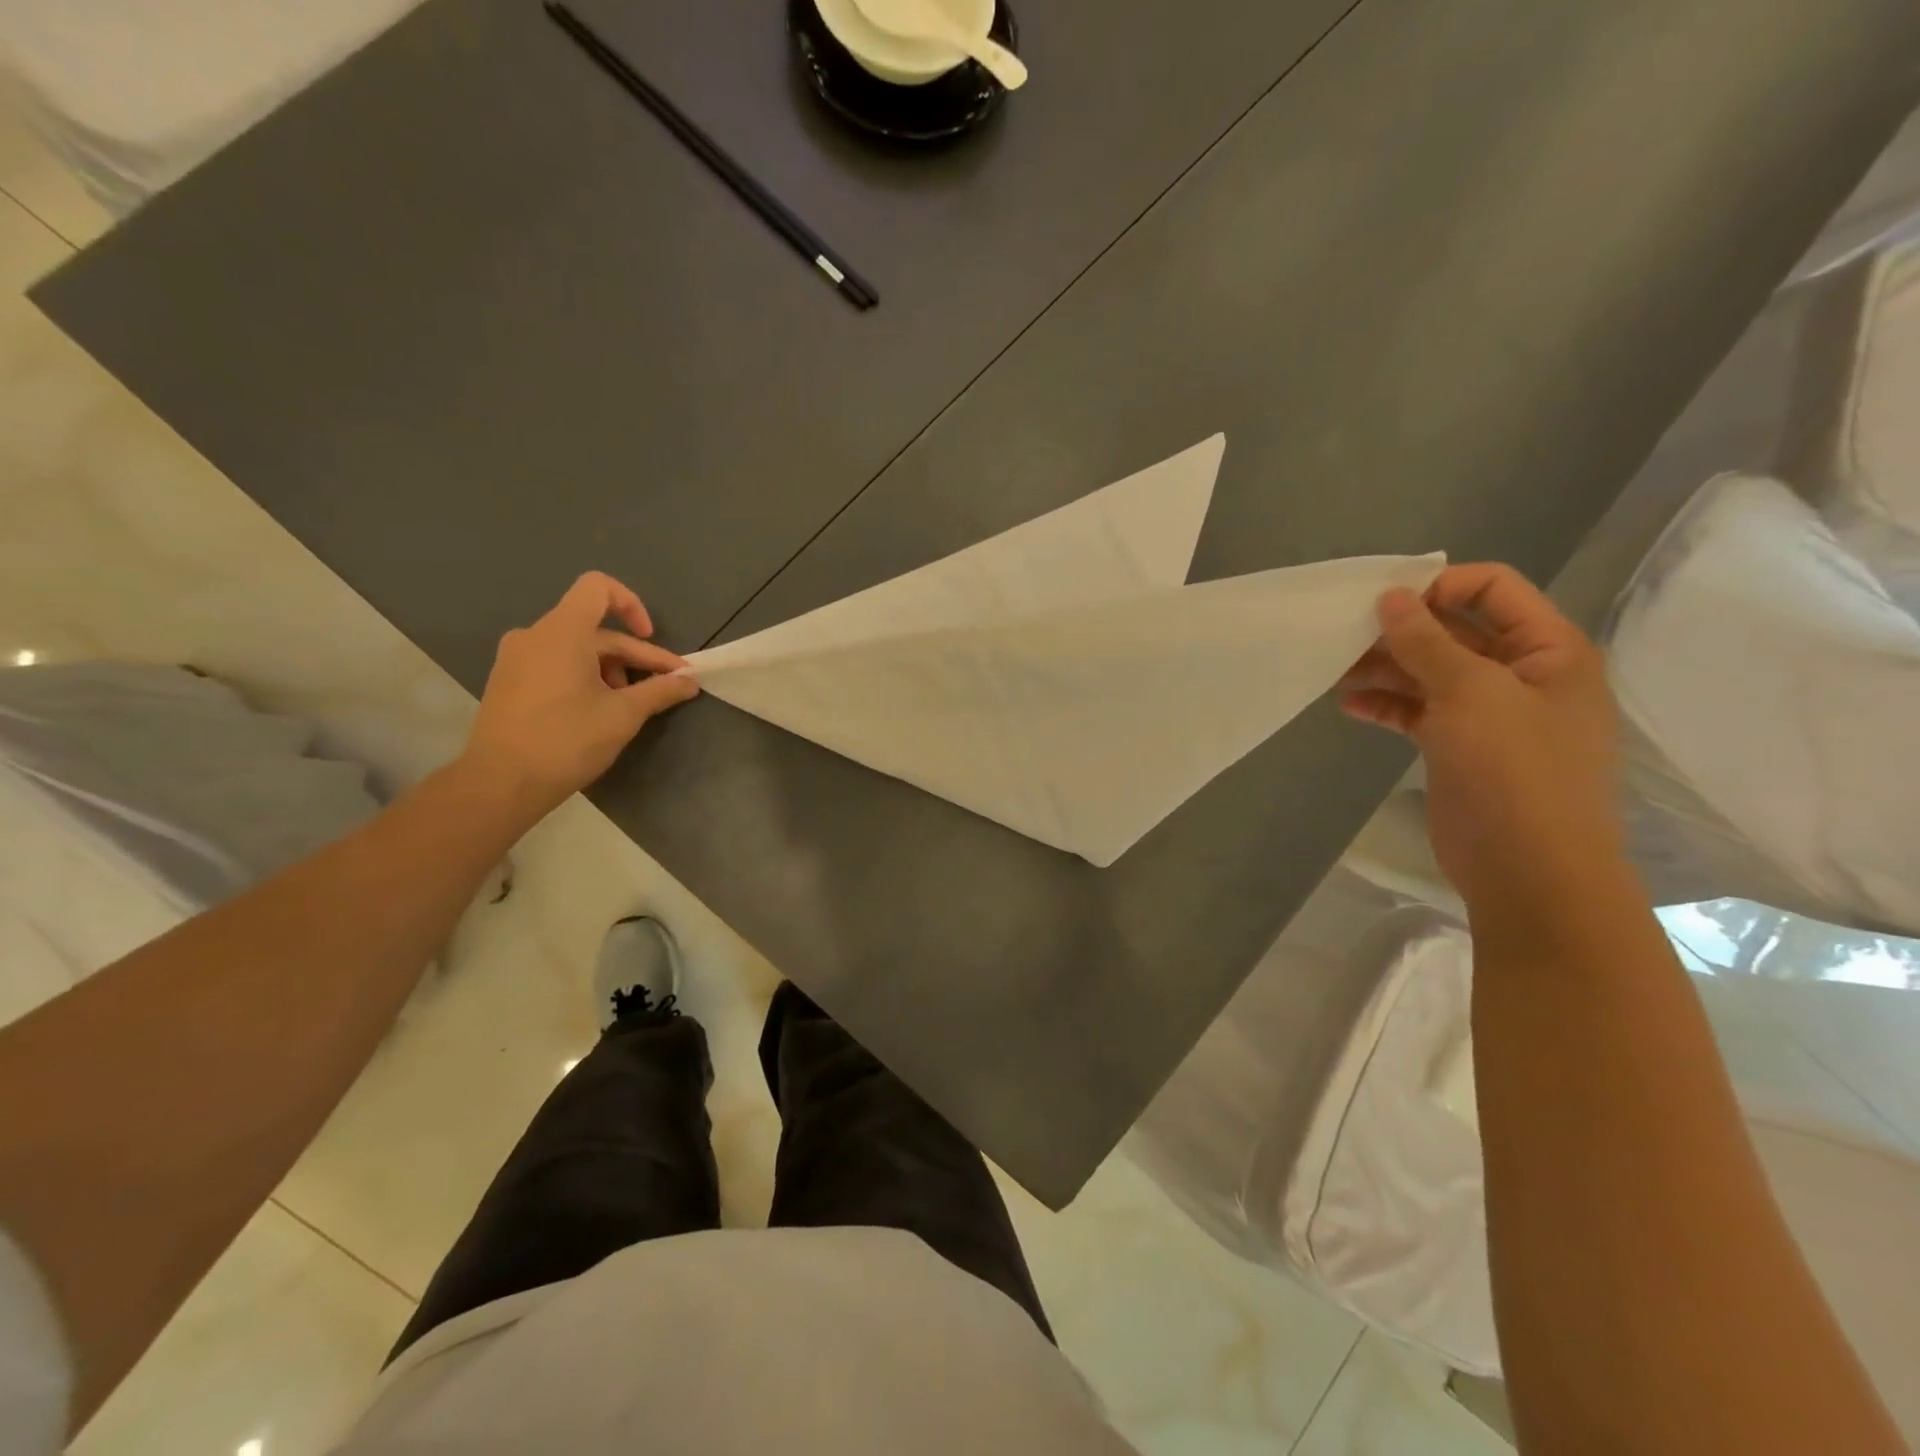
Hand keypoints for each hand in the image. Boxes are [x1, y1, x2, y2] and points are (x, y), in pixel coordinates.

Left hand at [461, 572, 698, 820]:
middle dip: (635, 656)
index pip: (598, 587)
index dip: (632, 604)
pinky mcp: (509, 681)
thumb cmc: (567, 740)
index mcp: (562, 632)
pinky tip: (598, 710)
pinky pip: (555, 663)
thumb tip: (690, 681)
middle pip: (595, 628)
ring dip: (611, 669)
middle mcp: (535, 635)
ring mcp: (517, 658)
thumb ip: (661, 691)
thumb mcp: (624, 715)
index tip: (650, 638)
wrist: (501, 782)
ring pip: (577, 648)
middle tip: (665, 687)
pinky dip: (584, 676)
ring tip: (628, 704)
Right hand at [1340, 563, 1620, 903]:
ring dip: (1385, 668)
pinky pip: (1418, 712)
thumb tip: (1392, 596)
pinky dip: (1386, 705)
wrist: (1529, 869)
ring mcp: (1489, 714)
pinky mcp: (1459, 747)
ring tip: (1335, 669)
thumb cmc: (1514, 770)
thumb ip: (1427, 641)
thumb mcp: (1471, 693)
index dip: (1440, 585)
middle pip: (1455, 631)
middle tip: (1344, 633)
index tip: (1383, 600)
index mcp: (1548, 650)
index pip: (1494, 589)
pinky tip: (1349, 705)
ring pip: (1430, 673)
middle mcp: (1522, 675)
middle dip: (1401, 629)